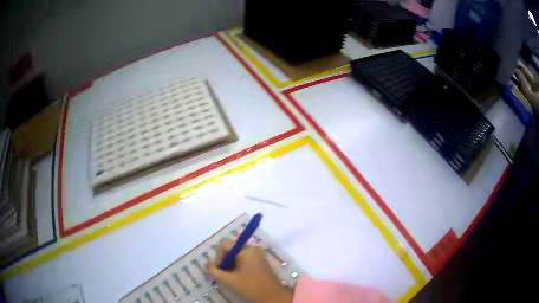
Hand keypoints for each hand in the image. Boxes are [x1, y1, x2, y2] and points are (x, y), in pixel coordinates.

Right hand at [207, 240, 292, 302]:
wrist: (273, 297)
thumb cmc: (251, 288)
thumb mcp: (229, 281)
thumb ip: (214, 271)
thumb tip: (208, 265)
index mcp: (246, 250)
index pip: (225, 245)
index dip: (218, 257)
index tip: (218, 270)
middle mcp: (252, 249)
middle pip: (230, 249)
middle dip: (224, 261)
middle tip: (222, 275)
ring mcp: (257, 255)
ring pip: (236, 256)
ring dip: (229, 265)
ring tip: (229, 278)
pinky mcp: (259, 262)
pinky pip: (243, 260)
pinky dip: (237, 267)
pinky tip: (237, 278)